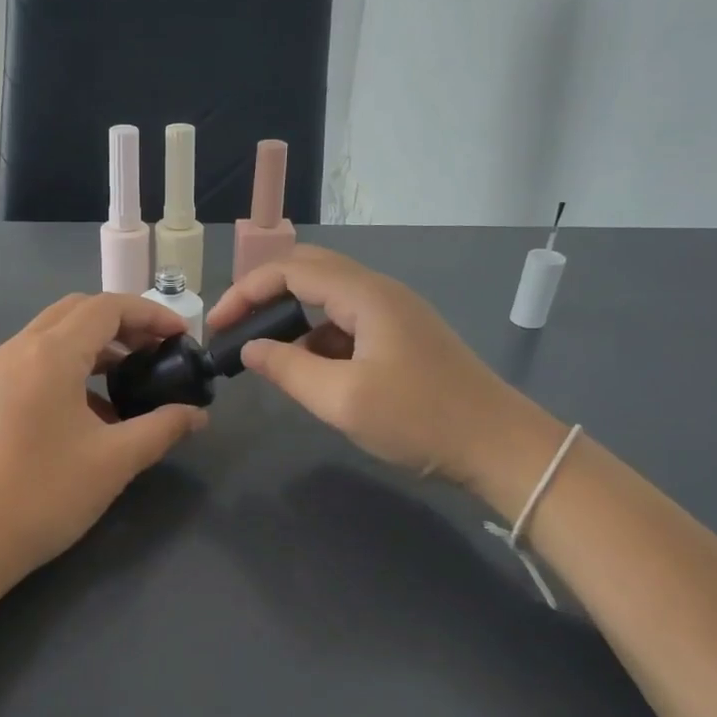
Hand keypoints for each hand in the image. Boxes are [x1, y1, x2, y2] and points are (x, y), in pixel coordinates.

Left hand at [0, 293, 206, 604]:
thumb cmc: (44, 495)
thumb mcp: (114, 461)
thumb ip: (162, 428)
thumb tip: (197, 415)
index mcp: (50, 354)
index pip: (107, 307)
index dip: (151, 314)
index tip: (182, 336)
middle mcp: (19, 349)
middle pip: (78, 311)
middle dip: (124, 322)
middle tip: (158, 350)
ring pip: (55, 335)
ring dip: (97, 344)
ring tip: (133, 376)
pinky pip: (38, 361)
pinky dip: (72, 367)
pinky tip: (96, 409)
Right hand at [208, 247, 562, 511]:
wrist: (499, 446)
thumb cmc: (420, 419)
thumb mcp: (343, 399)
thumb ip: (288, 369)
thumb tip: (250, 349)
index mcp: (366, 295)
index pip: (291, 270)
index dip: (247, 291)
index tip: (217, 325)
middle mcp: (379, 292)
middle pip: (309, 272)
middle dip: (264, 295)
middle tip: (234, 328)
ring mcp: (394, 314)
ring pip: (328, 299)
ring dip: (291, 318)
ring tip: (263, 354)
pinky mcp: (401, 338)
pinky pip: (346, 324)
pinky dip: (317, 339)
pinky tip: (308, 371)